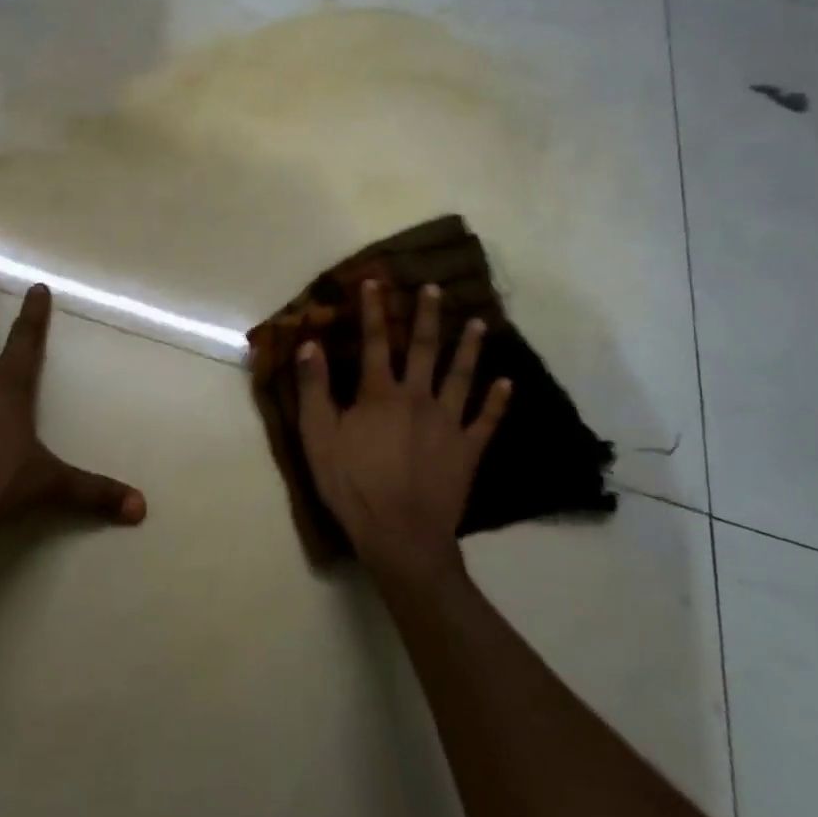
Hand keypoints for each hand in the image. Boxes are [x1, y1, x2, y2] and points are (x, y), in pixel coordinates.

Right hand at [296, 281, 511, 585]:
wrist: (400, 535)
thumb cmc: (352, 485)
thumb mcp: (318, 437)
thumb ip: (314, 389)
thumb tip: (310, 344)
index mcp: (379, 394)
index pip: (373, 342)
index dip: (373, 311)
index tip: (376, 282)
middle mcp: (417, 398)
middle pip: (423, 349)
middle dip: (427, 316)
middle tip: (435, 289)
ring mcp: (448, 423)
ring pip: (461, 376)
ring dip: (469, 348)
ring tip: (479, 323)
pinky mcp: (468, 450)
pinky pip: (486, 420)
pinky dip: (497, 401)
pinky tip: (507, 383)